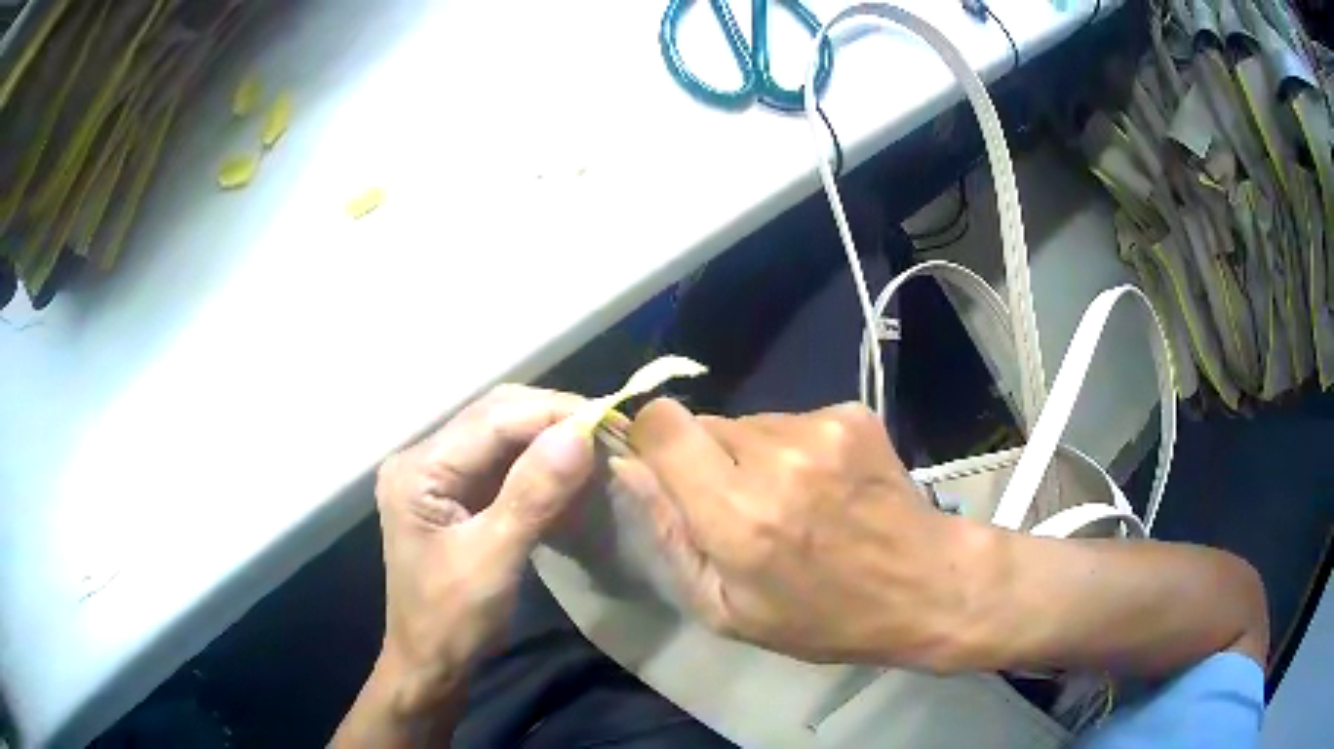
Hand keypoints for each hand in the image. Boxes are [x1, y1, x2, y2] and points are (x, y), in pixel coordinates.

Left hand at [335, 385, 593, 745]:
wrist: (430, 662)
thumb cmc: (452, 620)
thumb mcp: (492, 559)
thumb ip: (532, 494)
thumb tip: (579, 433)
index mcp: (418, 469)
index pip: (492, 420)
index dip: (552, 414)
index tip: (609, 421)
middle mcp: (424, 458)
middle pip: (495, 416)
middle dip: (553, 418)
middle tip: (609, 432)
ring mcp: (439, 474)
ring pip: (503, 434)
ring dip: (550, 437)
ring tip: (598, 445)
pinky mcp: (457, 493)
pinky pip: (504, 462)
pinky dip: (540, 462)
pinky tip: (571, 469)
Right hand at [611, 399, 983, 669]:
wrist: (924, 585)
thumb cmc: (822, 618)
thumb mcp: (725, 610)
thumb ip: (667, 537)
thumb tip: (627, 468)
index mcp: (737, 515)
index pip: (661, 425)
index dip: (651, 439)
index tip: (664, 468)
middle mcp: (775, 458)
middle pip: (704, 422)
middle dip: (706, 459)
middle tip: (741, 507)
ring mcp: (819, 429)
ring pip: (750, 422)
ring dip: (753, 455)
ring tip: (793, 501)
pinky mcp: (850, 414)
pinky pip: (793, 420)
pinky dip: (796, 448)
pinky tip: (827, 487)